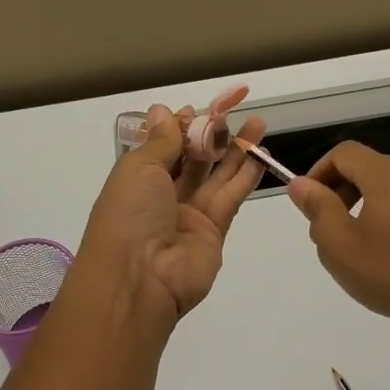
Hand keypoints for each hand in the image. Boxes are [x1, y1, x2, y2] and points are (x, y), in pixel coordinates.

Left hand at [74, 104, 265, 322]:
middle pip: (191, 160)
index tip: (199, 110)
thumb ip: (160, 141)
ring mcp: (189, 214)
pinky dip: (246, 175)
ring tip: (257, 123)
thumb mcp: (139, 168)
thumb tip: (162, 110)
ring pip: (216, 176)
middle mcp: (162, 196)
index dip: (180, 127)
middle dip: (211, 135)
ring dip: (235, 150)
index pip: (162, 147)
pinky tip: (260, 153)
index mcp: (137, 179)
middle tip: (233, 111)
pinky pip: (231, 197)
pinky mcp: (214, 230)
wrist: (140, 279)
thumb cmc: (129, 215)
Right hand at [287, 142, 389, 343]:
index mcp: (388, 173)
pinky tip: (385, 254)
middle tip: (325, 232)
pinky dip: (385, 215)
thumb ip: (317, 208)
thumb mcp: (341, 246)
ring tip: (353, 248)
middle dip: (338, 192)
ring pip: (385, 186)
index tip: (307, 206)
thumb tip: (301, 184)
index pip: (343, 153)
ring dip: (360, 206)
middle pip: (365, 167)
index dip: (318, 173)